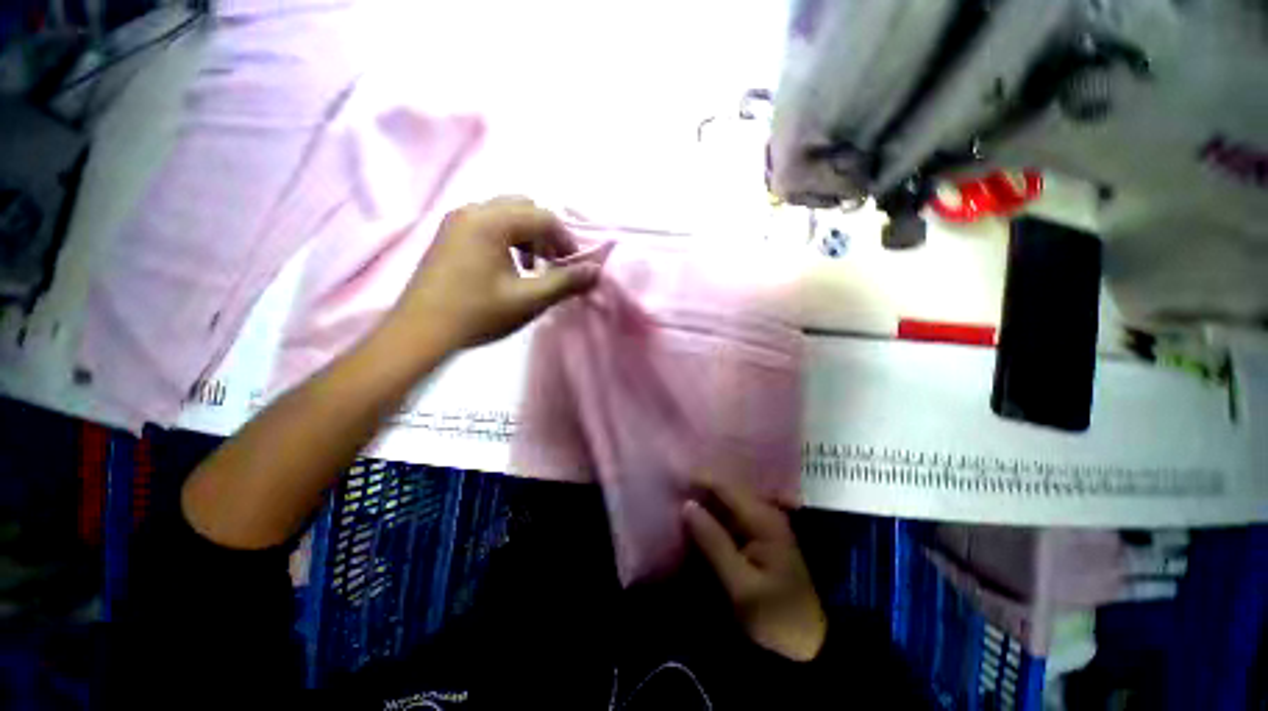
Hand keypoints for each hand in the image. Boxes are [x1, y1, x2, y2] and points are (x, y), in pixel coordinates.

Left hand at [386, 197, 600, 351]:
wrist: (420, 332)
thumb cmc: (478, 314)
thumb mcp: (529, 299)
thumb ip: (566, 282)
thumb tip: (596, 271)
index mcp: (491, 221)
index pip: (543, 216)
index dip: (566, 239)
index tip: (575, 264)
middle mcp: (472, 210)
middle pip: (524, 208)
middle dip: (546, 233)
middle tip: (555, 262)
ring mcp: (456, 221)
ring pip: (505, 214)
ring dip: (528, 236)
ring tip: (533, 267)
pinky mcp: (448, 235)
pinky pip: (488, 224)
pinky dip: (508, 239)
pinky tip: (509, 267)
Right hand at [683, 482, 826, 661]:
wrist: (810, 644)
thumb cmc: (776, 616)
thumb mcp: (742, 585)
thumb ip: (713, 542)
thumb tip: (687, 505)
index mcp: (762, 518)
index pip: (723, 486)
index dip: (696, 478)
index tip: (670, 476)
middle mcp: (762, 512)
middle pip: (723, 491)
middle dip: (697, 489)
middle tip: (668, 489)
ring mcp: (760, 524)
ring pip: (723, 503)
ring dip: (701, 503)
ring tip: (673, 500)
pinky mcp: (756, 537)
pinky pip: (727, 518)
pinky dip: (710, 517)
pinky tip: (692, 520)